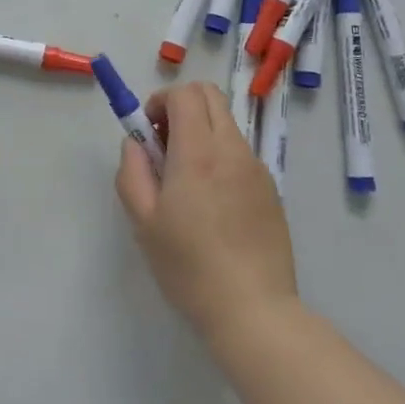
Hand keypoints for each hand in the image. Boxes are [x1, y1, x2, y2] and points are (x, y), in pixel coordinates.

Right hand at [113, 82, 297, 343]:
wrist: (254, 309)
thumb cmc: (189, 266)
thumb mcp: (143, 221)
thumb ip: (133, 171)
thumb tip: (136, 143)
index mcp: (199, 152)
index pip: (185, 94)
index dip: (160, 101)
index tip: (148, 132)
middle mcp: (232, 149)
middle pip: (211, 96)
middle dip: (182, 106)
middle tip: (165, 146)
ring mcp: (257, 168)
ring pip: (227, 124)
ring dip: (202, 132)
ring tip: (186, 181)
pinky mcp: (271, 189)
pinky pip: (241, 153)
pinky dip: (221, 156)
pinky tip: (213, 204)